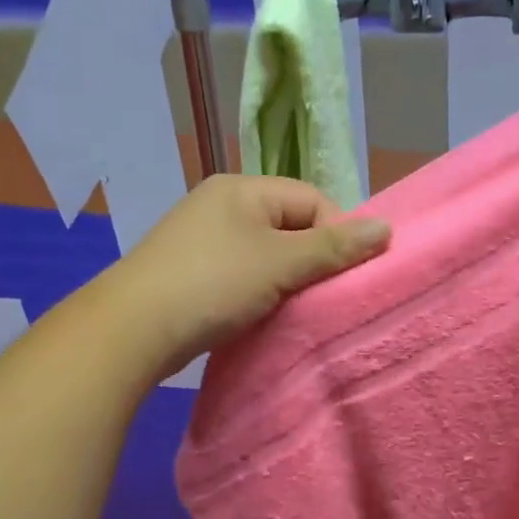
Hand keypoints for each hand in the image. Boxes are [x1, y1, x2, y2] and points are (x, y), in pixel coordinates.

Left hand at [99, 174, 390, 381]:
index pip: (313, 200)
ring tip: (296, 310)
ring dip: (288, 281)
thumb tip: (386, 229)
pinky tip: (264, 316)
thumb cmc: (212, 284)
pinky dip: (261, 293)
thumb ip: (334, 248)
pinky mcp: (193, 272)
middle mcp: (223, 205)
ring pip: (268, 254)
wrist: (131, 330)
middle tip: (323, 296)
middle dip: (313, 260)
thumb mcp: (280, 263)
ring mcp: (204, 239)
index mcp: (243, 189)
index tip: (345, 275)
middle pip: (291, 226)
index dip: (337, 235)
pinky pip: (244, 275)